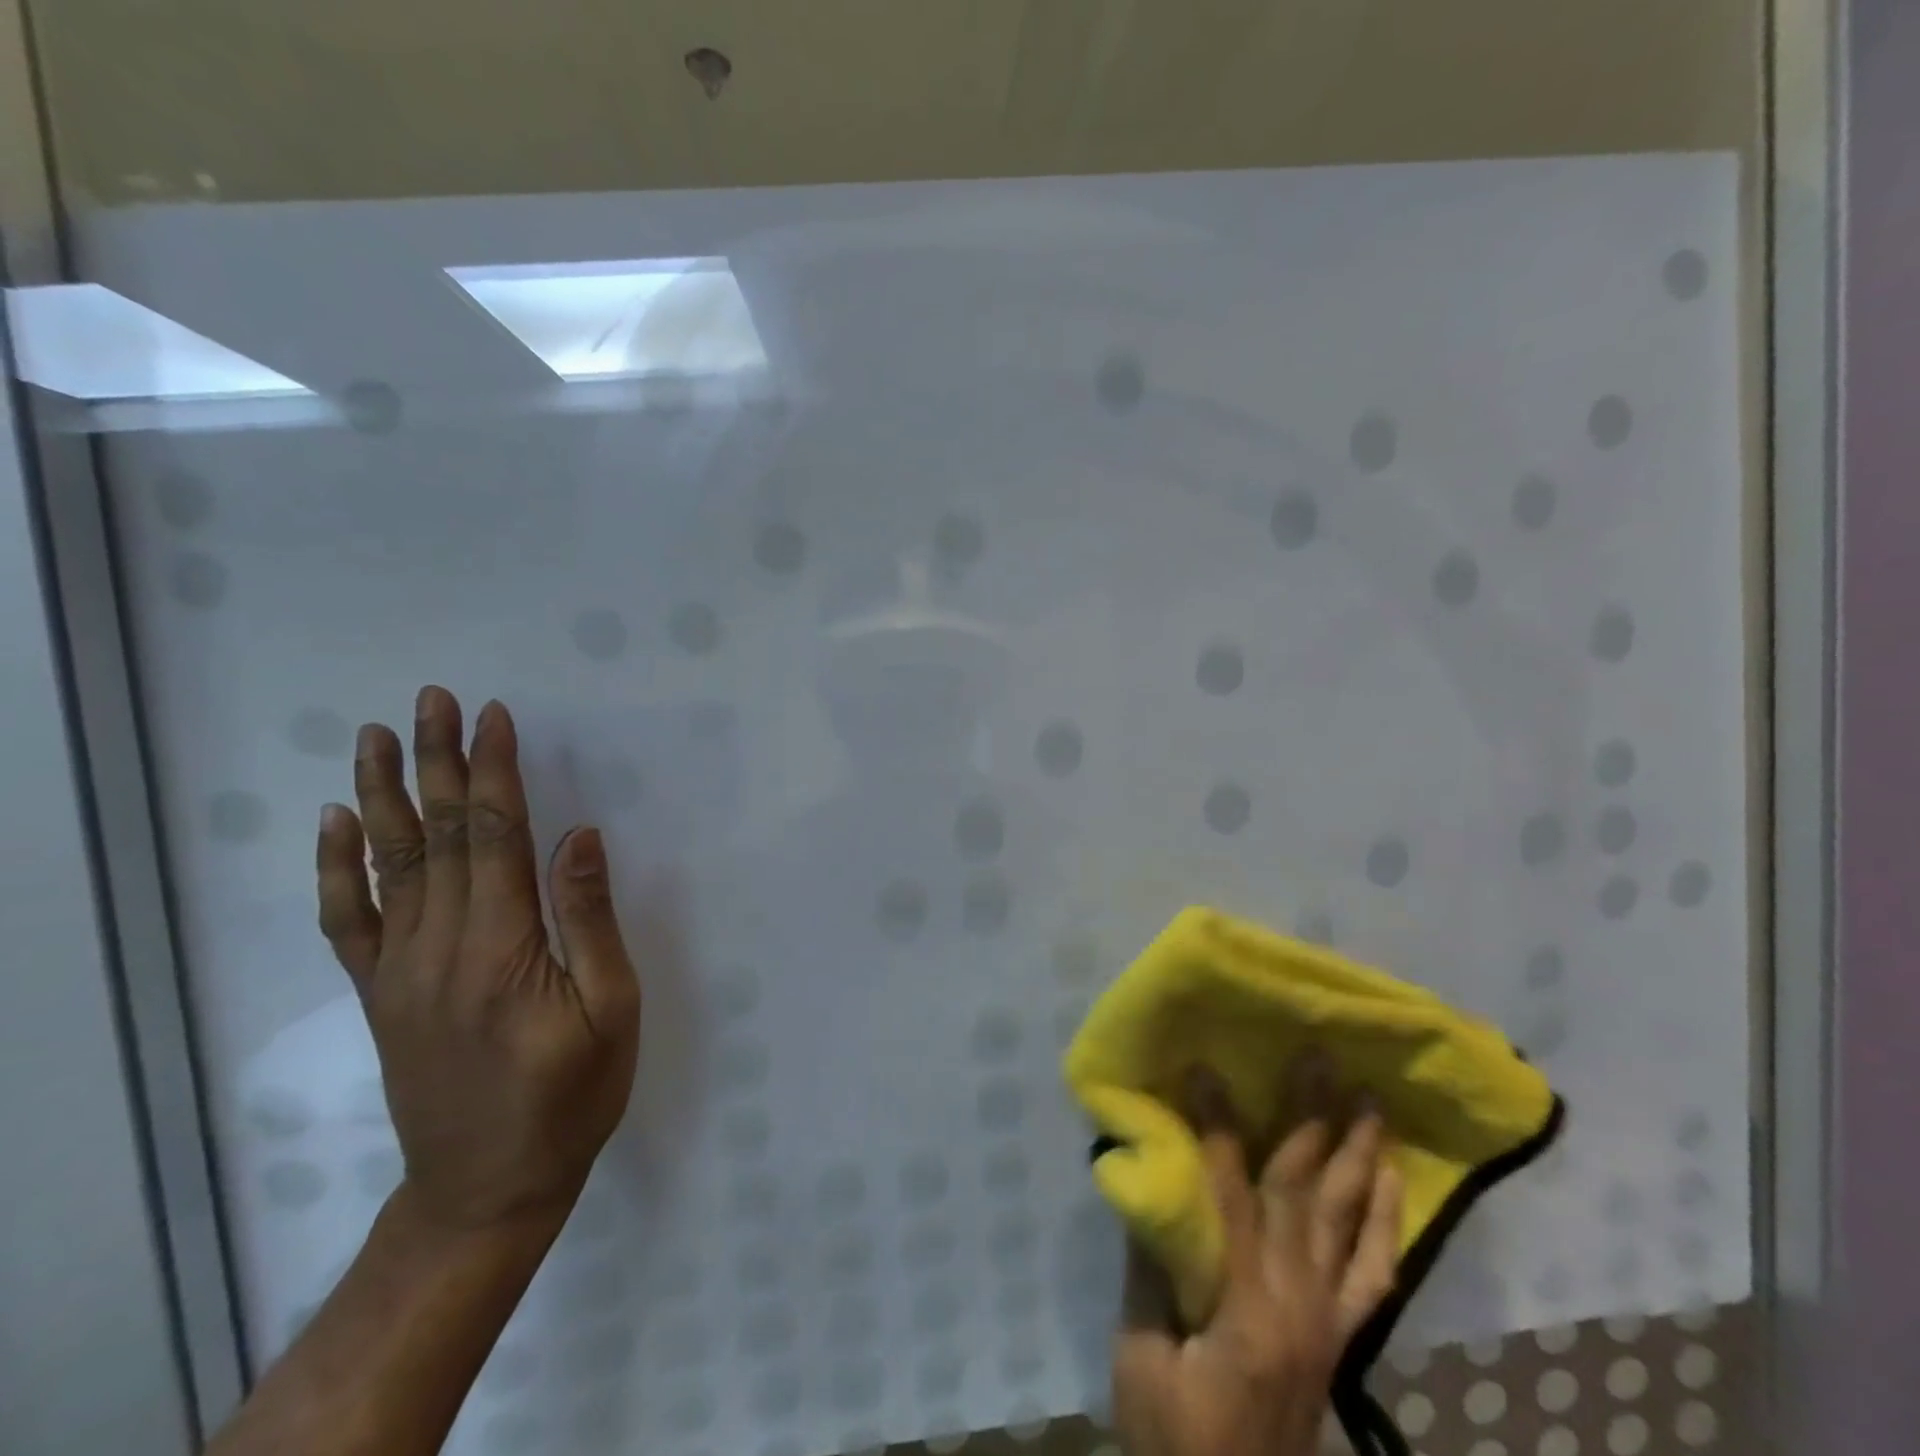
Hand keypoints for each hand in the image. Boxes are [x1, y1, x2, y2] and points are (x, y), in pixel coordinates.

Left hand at [317, 686, 641, 1233]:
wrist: (486, 1188)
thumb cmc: (571, 1096)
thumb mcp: (611, 1010)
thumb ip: (590, 921)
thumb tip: (580, 838)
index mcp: (501, 949)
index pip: (493, 837)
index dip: (493, 773)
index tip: (492, 718)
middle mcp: (438, 947)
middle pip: (436, 836)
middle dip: (438, 762)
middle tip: (432, 701)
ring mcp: (400, 970)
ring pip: (388, 864)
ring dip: (385, 794)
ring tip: (379, 737)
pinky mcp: (383, 992)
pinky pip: (350, 919)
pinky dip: (337, 867)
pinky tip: (337, 824)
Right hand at [1112, 1063, 1402, 1455]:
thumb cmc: (1175, 1432)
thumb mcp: (1140, 1354)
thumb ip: (1150, 1265)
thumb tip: (1149, 1181)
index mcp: (1245, 1304)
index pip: (1230, 1193)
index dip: (1218, 1128)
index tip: (1208, 1069)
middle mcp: (1299, 1300)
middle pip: (1303, 1190)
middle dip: (1309, 1116)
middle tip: (1317, 1057)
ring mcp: (1329, 1316)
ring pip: (1347, 1217)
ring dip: (1357, 1152)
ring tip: (1366, 1097)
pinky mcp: (1341, 1332)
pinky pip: (1374, 1268)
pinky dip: (1385, 1217)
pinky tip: (1389, 1173)